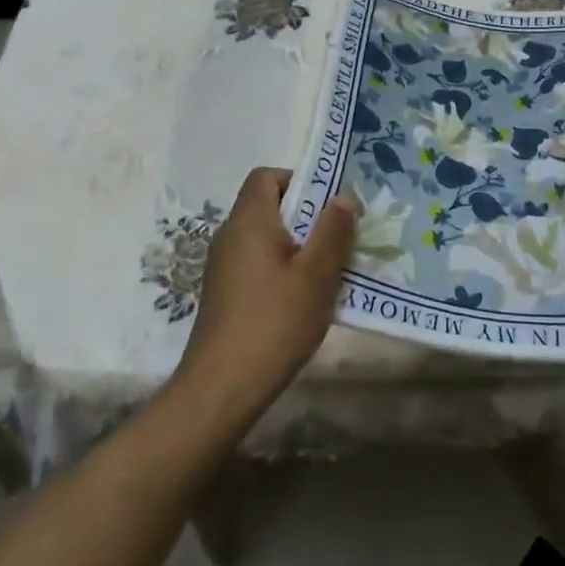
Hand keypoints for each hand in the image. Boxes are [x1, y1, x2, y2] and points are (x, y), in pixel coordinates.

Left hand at [173, 167, 358, 424]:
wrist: (221, 389)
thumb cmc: (273, 322)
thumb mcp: (316, 275)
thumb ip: (333, 231)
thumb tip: (343, 197)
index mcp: (249, 221)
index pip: (267, 176)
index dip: (299, 181)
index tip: (328, 206)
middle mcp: (230, 235)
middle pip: (269, 206)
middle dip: (308, 217)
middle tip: (339, 239)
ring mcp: (224, 267)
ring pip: (267, 238)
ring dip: (299, 246)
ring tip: (329, 272)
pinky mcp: (225, 294)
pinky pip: (259, 264)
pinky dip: (283, 270)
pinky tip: (304, 300)